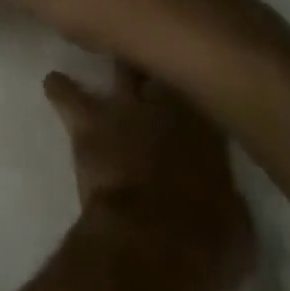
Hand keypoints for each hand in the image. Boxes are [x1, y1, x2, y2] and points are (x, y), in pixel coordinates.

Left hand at [48, 63, 252, 290]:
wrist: (155, 239)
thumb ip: (225, 195)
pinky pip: (67, 94)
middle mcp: (167, 104)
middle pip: (160, 63)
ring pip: (117, 67)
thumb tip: (221, 195)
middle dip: (156, 57)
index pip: (203, 90)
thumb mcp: (237, 224)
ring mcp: (125, 107)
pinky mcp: (88, 121)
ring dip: (111, 63)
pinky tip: (52, 83)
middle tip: (149, 53)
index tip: (195, 84)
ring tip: (96, 48)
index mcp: (209, 128)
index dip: (197, 86)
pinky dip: (59, 89)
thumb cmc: (209, 241)